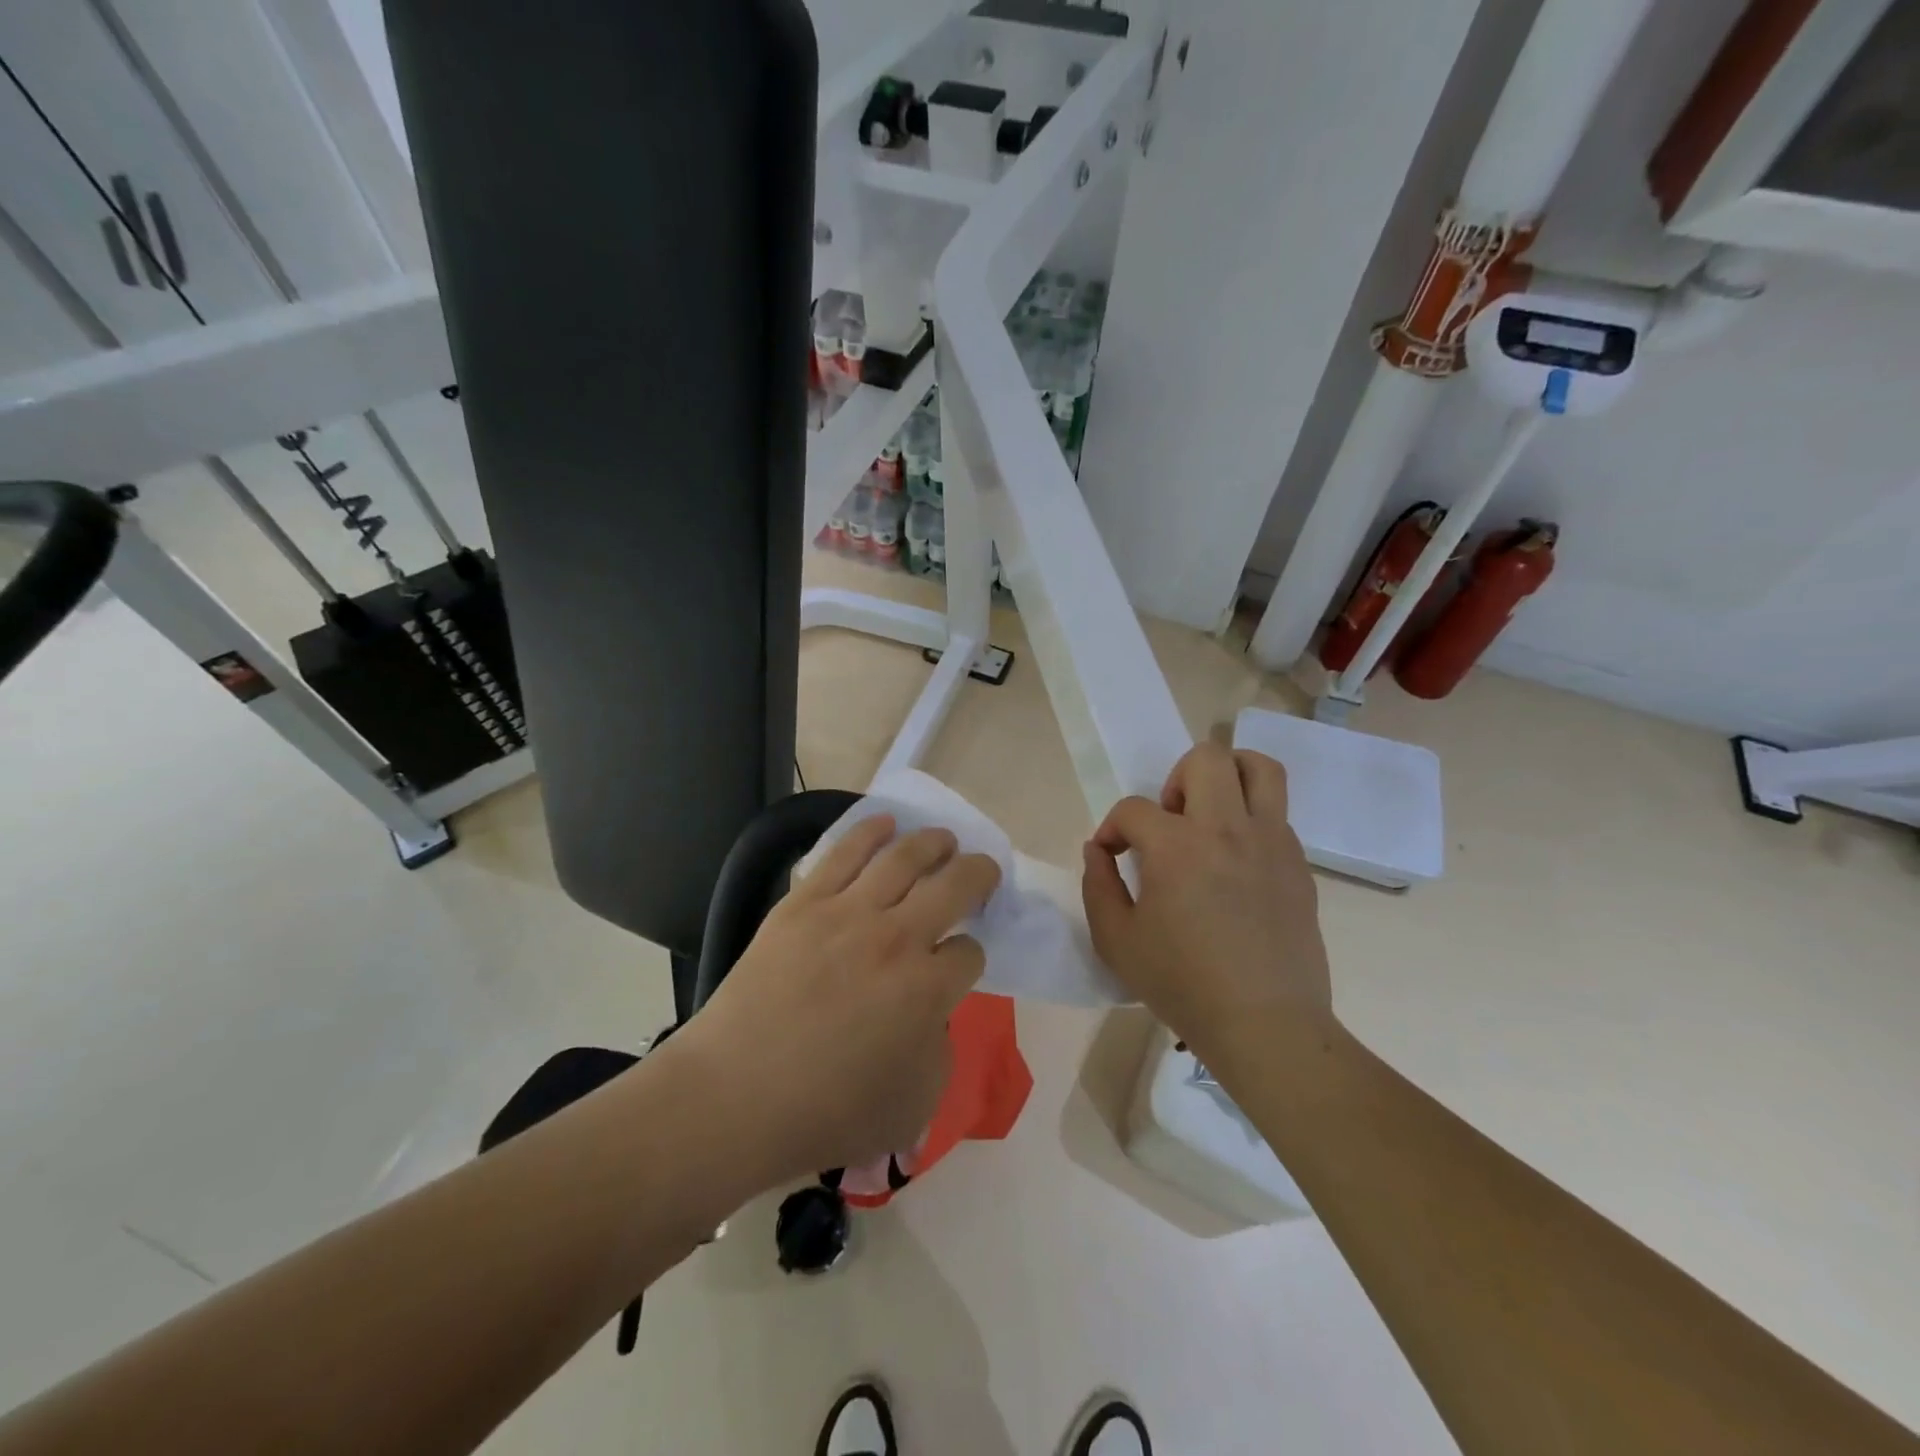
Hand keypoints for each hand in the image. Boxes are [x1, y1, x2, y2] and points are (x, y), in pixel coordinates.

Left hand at [676, 816, 999, 1192]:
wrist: (734, 1096)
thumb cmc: (824, 1113)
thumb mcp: (912, 1108)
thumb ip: (939, 1055)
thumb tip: (933, 1016)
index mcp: (928, 990)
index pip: (970, 952)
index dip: (971, 955)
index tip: (958, 963)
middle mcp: (897, 939)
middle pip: (954, 885)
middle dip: (978, 874)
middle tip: (983, 870)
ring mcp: (848, 913)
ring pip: (905, 857)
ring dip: (934, 843)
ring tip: (944, 839)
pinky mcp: (805, 901)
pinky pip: (846, 852)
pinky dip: (871, 831)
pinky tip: (887, 822)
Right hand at [1081, 742, 1332, 1061]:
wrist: (1266, 1025)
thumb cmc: (1183, 985)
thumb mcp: (1116, 941)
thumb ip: (1098, 886)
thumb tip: (1098, 850)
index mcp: (1177, 847)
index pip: (1134, 809)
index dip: (1112, 828)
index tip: (1112, 857)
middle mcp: (1227, 829)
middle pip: (1206, 759)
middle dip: (1176, 778)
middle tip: (1170, 822)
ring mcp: (1271, 842)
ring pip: (1260, 769)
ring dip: (1228, 776)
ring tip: (1211, 814)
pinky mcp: (1298, 864)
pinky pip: (1276, 814)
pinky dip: (1250, 820)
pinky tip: (1236, 863)